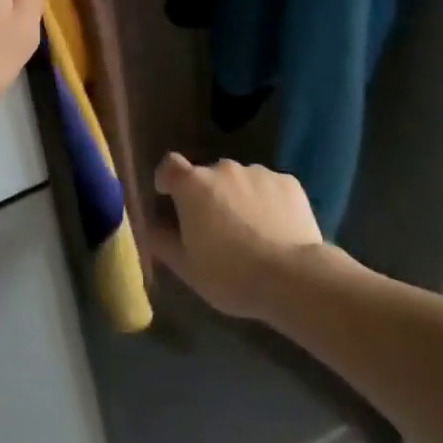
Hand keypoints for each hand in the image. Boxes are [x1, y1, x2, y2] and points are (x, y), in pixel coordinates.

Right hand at [146, 155, 324, 319]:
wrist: (294, 277)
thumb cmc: (230, 274)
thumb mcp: (187, 268)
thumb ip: (163, 242)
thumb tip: (148, 227)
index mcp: (193, 185)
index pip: (169, 165)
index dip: (168, 179)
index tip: (170, 198)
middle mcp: (223, 168)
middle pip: (208, 176)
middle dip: (207, 195)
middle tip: (216, 228)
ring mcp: (258, 172)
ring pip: (240, 181)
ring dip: (238, 197)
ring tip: (252, 232)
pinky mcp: (288, 182)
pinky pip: (269, 187)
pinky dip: (268, 201)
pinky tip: (277, 230)